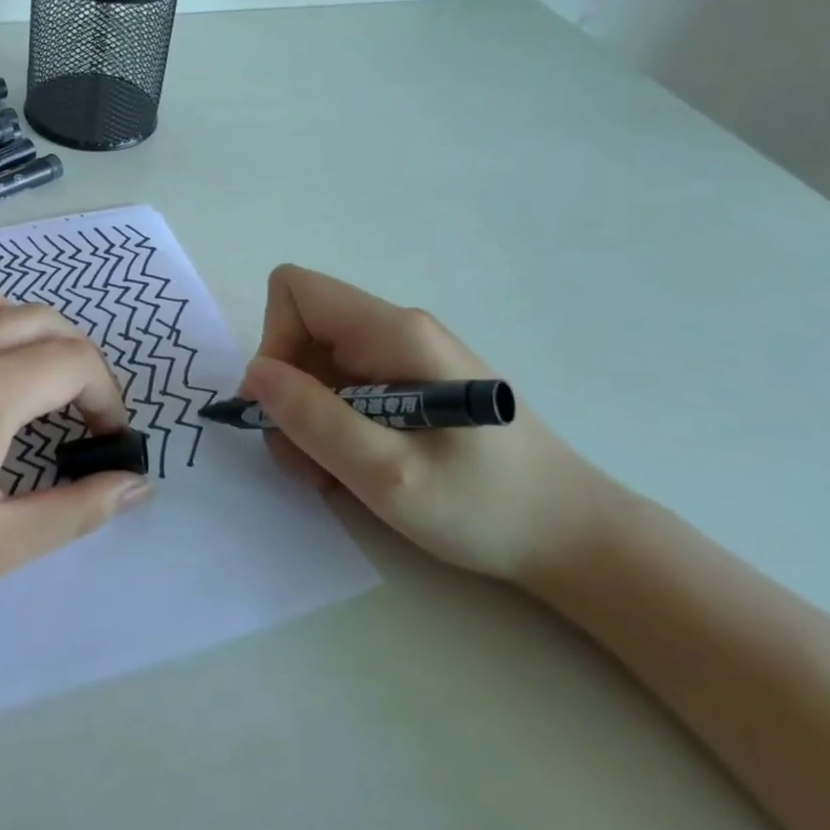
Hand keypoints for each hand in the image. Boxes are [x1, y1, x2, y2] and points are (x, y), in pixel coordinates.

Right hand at [240, 265, 630, 583]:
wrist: (574, 537)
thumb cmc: (486, 507)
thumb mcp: (387, 473)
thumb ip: (314, 419)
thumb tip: (255, 373)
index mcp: (394, 333)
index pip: (296, 292)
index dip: (274, 343)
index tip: (285, 407)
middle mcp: (395, 330)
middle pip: (301, 332)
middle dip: (289, 395)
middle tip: (312, 460)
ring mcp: (403, 356)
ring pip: (316, 365)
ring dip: (307, 419)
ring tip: (338, 473)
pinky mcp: (409, 383)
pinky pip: (343, 388)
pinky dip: (332, 426)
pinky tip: (359, 466)